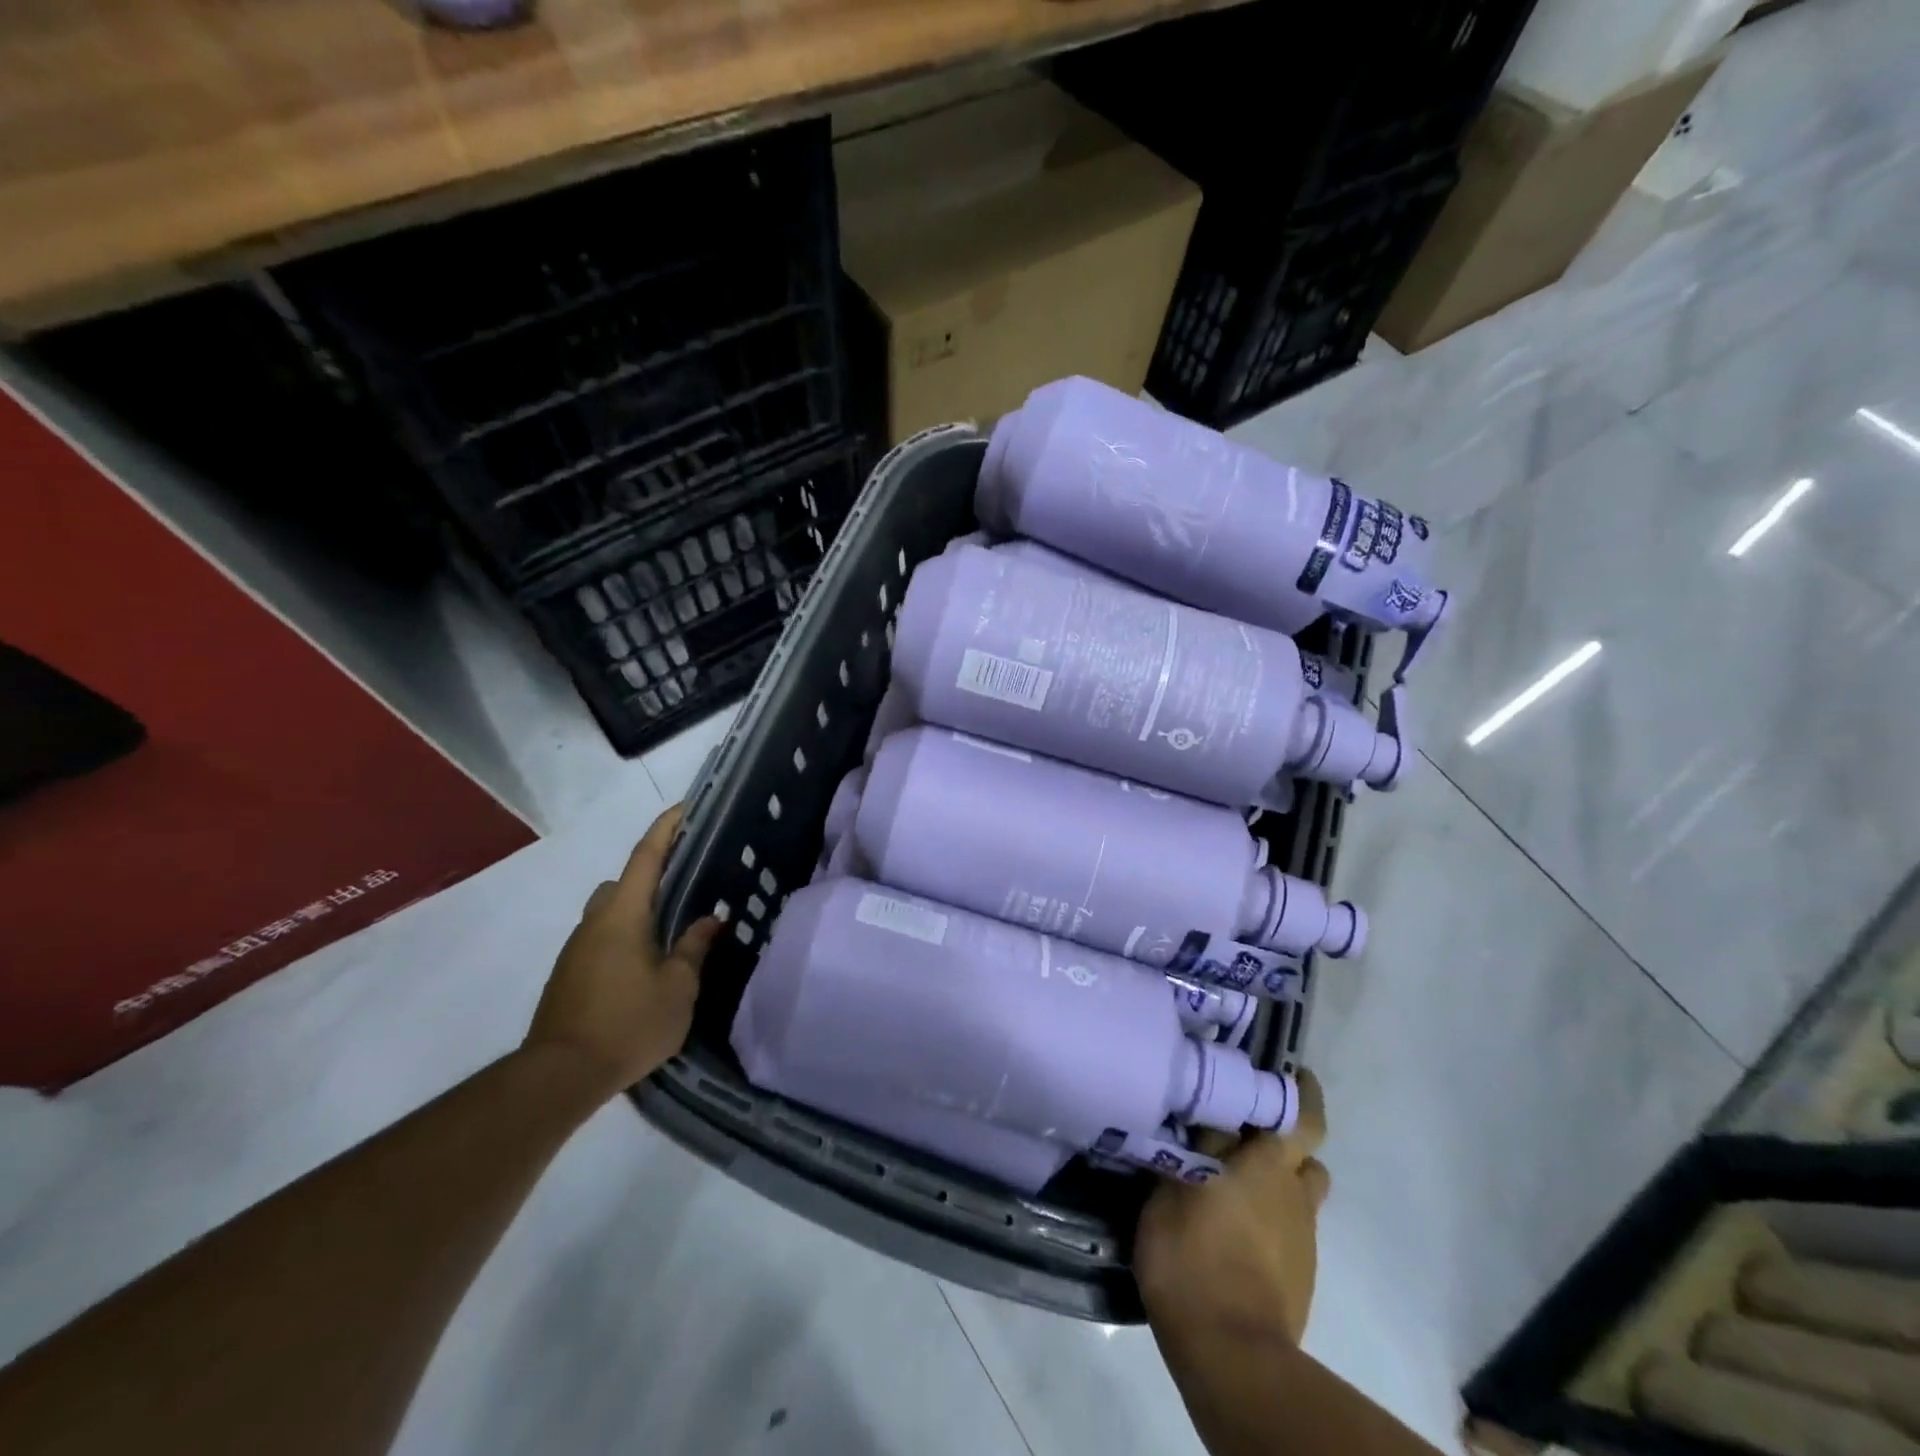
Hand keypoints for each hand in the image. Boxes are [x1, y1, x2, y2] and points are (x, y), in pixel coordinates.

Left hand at [523, 805, 721, 1102]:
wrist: (560, 1075)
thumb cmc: (628, 1022)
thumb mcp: (678, 987)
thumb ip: (694, 948)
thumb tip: (709, 920)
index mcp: (623, 914)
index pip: (647, 857)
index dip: (667, 828)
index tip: (685, 807)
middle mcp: (595, 921)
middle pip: (624, 882)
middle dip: (652, 874)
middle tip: (686, 883)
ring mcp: (577, 949)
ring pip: (610, 912)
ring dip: (637, 911)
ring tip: (670, 933)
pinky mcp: (568, 975)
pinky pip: (602, 939)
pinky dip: (624, 938)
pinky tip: (645, 967)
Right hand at [1135, 1070, 1329, 1345]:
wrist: (1231, 1352)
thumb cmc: (1189, 1257)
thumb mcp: (1168, 1190)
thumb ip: (1182, 1150)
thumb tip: (1185, 1118)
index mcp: (1264, 1160)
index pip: (1296, 1110)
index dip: (1295, 1087)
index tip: (1282, 1068)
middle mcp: (1292, 1187)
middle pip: (1309, 1145)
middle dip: (1292, 1125)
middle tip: (1255, 1116)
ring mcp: (1303, 1231)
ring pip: (1305, 1185)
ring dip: (1284, 1173)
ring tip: (1243, 1173)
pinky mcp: (1303, 1270)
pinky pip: (1295, 1223)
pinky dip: (1276, 1213)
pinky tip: (1241, 1223)